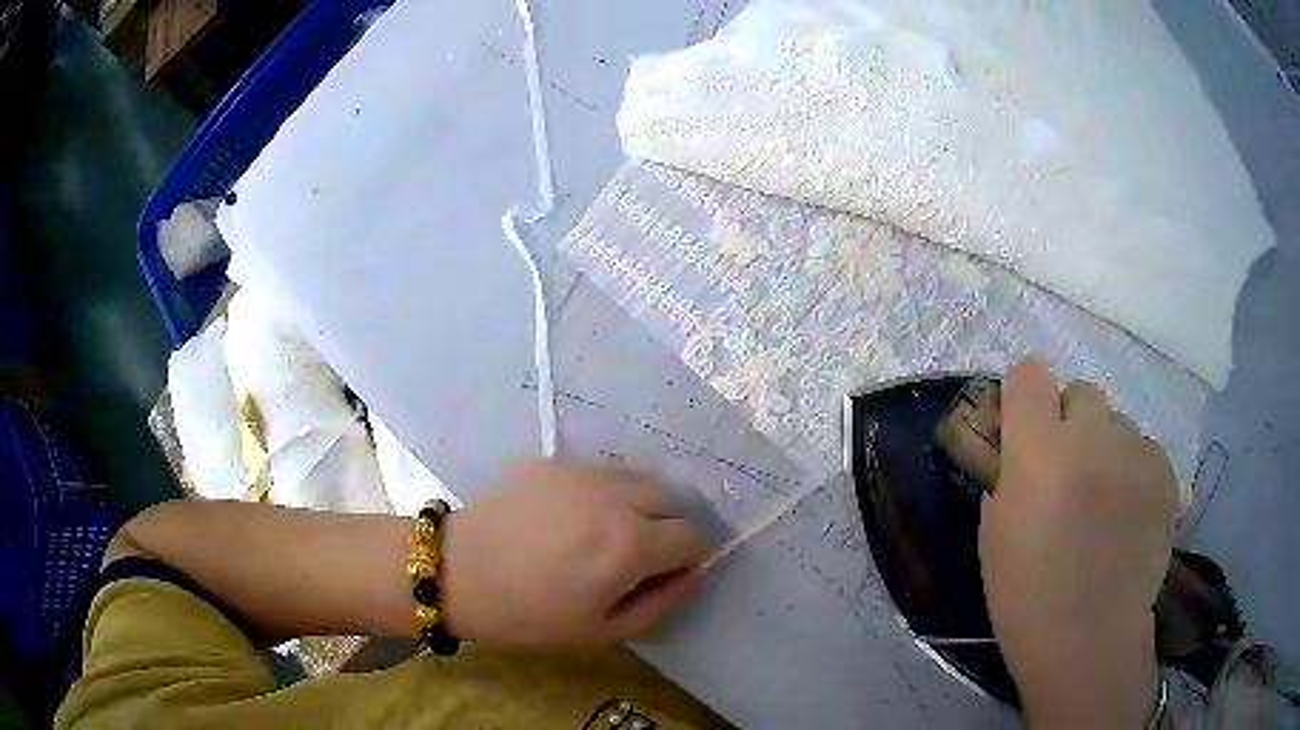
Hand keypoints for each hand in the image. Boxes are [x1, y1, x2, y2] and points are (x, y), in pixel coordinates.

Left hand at [438, 459, 709, 644]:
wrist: (459, 572)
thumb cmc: (531, 614)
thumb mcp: (604, 627)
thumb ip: (662, 601)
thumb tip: (693, 571)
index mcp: (631, 544)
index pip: (693, 535)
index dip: (687, 558)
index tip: (665, 573)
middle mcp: (616, 497)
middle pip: (675, 498)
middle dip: (671, 526)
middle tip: (640, 555)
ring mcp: (583, 472)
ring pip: (640, 479)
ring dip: (640, 505)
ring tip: (606, 533)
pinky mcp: (555, 460)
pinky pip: (600, 474)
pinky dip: (603, 494)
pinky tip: (570, 519)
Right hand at [980, 362, 1178, 726]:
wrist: (1090, 638)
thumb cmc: (1026, 594)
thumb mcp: (994, 531)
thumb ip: (1007, 470)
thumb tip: (1016, 439)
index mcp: (1039, 452)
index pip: (1028, 376)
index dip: (1024, 398)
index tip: (1023, 430)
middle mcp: (1092, 437)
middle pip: (1081, 391)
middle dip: (1070, 421)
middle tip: (1069, 470)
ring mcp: (1135, 451)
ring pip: (1117, 424)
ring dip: (1105, 449)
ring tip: (1104, 502)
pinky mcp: (1164, 471)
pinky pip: (1144, 449)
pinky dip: (1133, 471)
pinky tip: (1128, 515)